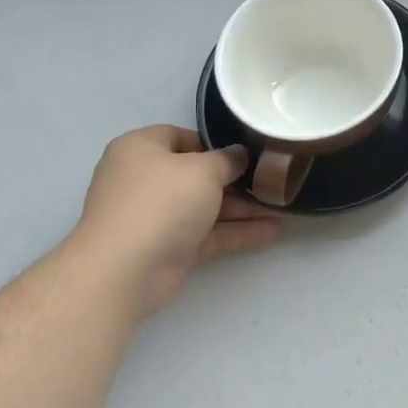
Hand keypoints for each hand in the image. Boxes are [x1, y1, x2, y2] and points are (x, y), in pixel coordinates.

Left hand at [67, 125, 281, 319]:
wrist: (125, 270)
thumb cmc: (161, 202)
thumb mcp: (203, 169)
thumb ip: (228, 160)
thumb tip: (239, 156)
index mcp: (141, 149)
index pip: (180, 137)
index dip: (213, 143)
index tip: (245, 151)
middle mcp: (145, 180)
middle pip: (197, 175)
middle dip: (236, 180)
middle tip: (272, 180)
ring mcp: (156, 217)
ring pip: (206, 207)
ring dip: (243, 208)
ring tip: (282, 207)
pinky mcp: (169, 248)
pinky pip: (209, 234)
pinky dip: (237, 232)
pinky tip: (272, 231)